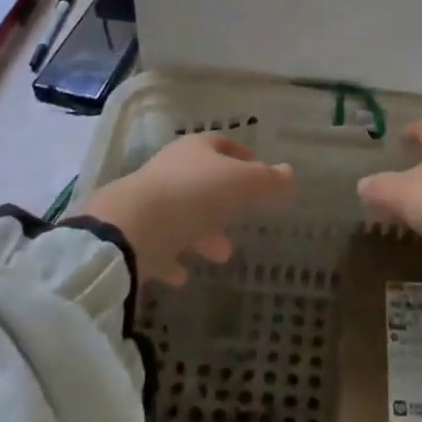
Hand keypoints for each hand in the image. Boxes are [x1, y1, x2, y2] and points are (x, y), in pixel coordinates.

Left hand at [75, 134, 294, 285]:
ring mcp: (150, 202)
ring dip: (203, 233)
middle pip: (202, 181)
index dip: (241, 155)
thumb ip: (267, 180)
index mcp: (195, 150)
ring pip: (183, 214)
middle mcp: (171, 170)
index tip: (257, 169)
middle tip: (242, 219)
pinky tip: (184, 277)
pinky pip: (160, 245)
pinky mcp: (135, 235)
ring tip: (223, 255)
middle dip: (224, 201)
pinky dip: (174, 258)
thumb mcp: (240, 183)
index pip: (221, 144)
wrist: (131, 230)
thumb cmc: (193, 195)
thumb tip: (290, 172)